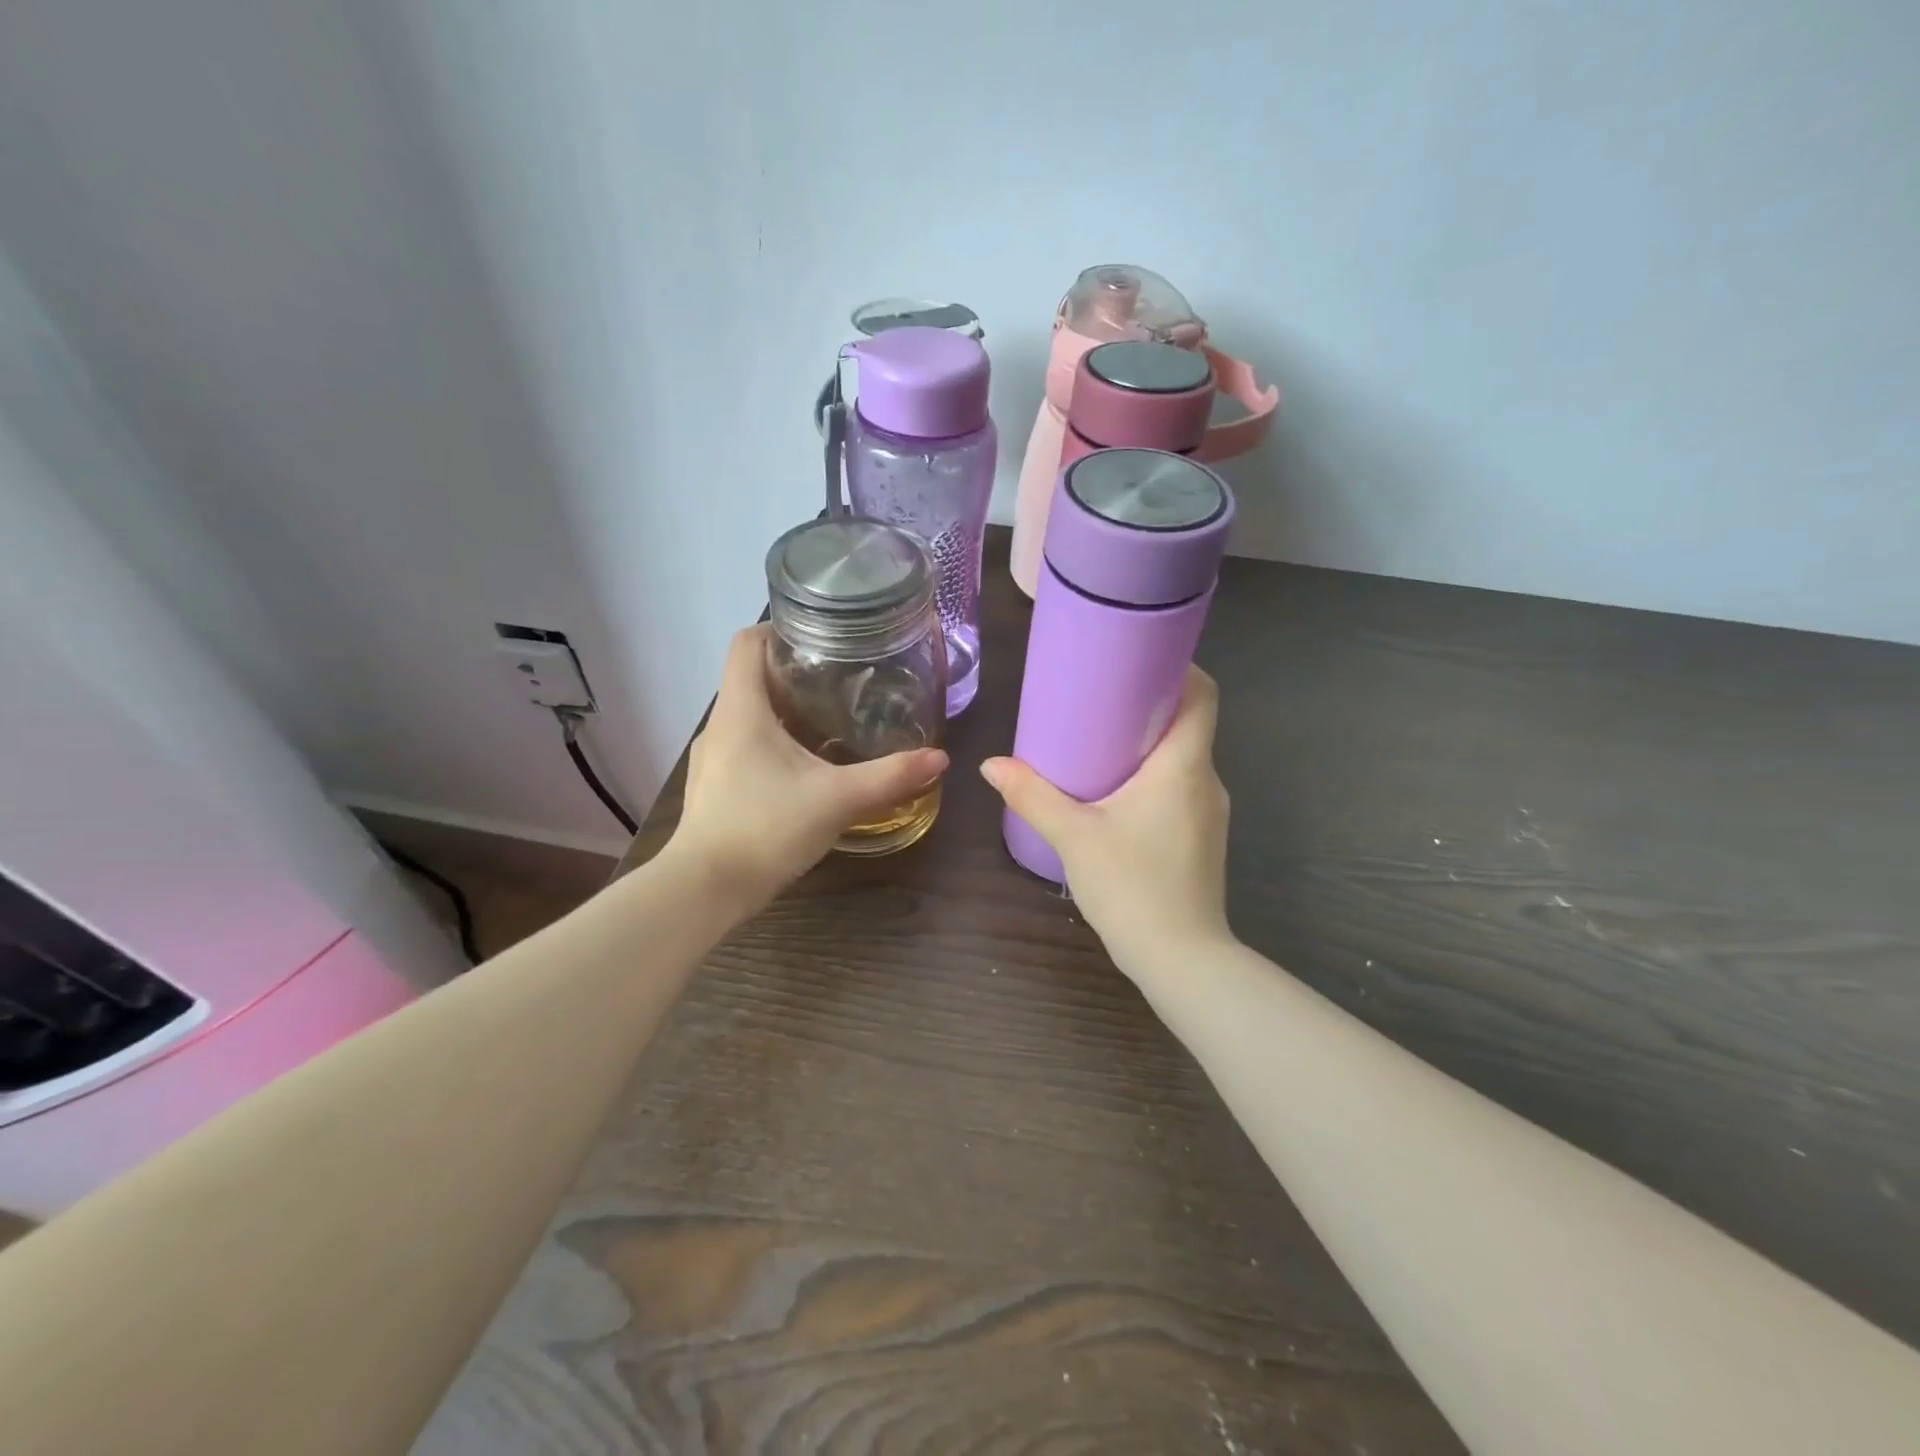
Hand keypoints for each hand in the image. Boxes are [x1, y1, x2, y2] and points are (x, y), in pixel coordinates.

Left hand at [671, 625, 948, 905]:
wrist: (706, 889)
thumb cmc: (766, 827)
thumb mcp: (838, 798)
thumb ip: (890, 777)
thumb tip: (940, 758)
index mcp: (742, 710)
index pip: (746, 642)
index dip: (777, 628)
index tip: (819, 634)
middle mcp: (720, 725)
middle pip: (750, 677)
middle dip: (792, 671)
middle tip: (840, 678)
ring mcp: (712, 758)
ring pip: (748, 715)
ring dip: (783, 710)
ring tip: (828, 719)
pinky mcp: (714, 787)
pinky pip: (743, 746)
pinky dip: (772, 743)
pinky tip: (803, 767)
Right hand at [980, 666, 1232, 975]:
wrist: (1182, 960)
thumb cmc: (1133, 885)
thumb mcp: (1074, 836)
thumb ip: (1032, 795)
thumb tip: (992, 764)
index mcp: (1184, 766)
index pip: (1202, 694)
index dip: (1178, 667)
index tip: (1136, 660)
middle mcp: (1207, 781)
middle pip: (1189, 724)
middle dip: (1148, 706)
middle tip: (1099, 699)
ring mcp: (1210, 814)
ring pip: (1183, 760)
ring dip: (1148, 746)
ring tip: (1099, 743)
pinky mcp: (1202, 840)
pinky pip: (1180, 789)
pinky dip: (1153, 778)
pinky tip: (1115, 794)